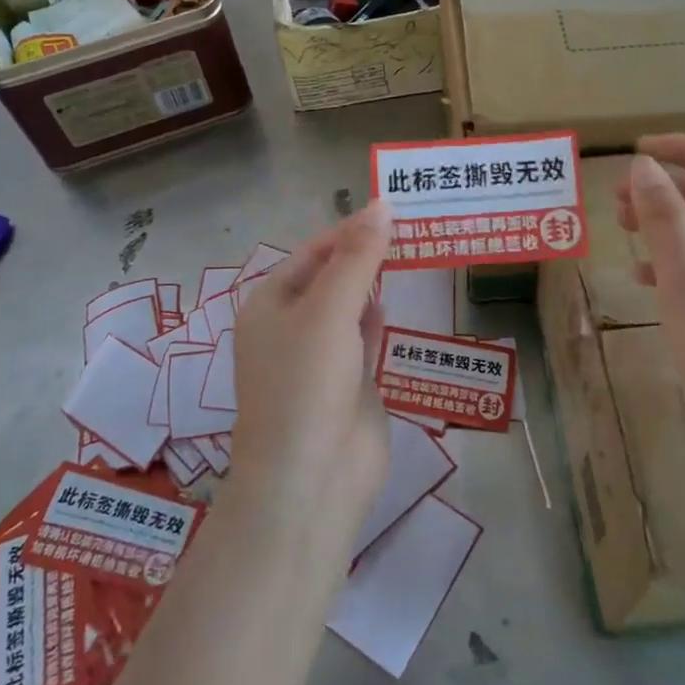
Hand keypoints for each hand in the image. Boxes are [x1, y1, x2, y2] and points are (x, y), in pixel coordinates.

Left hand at [226, 201, 391, 548]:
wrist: (310, 481)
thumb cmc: (307, 384)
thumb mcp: (329, 310)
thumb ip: (358, 257)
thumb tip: (382, 203)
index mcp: (270, 303)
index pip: (314, 251)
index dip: (351, 229)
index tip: (394, 208)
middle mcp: (292, 325)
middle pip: (333, 276)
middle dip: (366, 253)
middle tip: (413, 224)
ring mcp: (321, 356)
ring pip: (351, 306)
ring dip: (375, 282)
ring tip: (414, 248)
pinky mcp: (349, 382)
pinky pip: (365, 337)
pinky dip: (380, 316)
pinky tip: (399, 297)